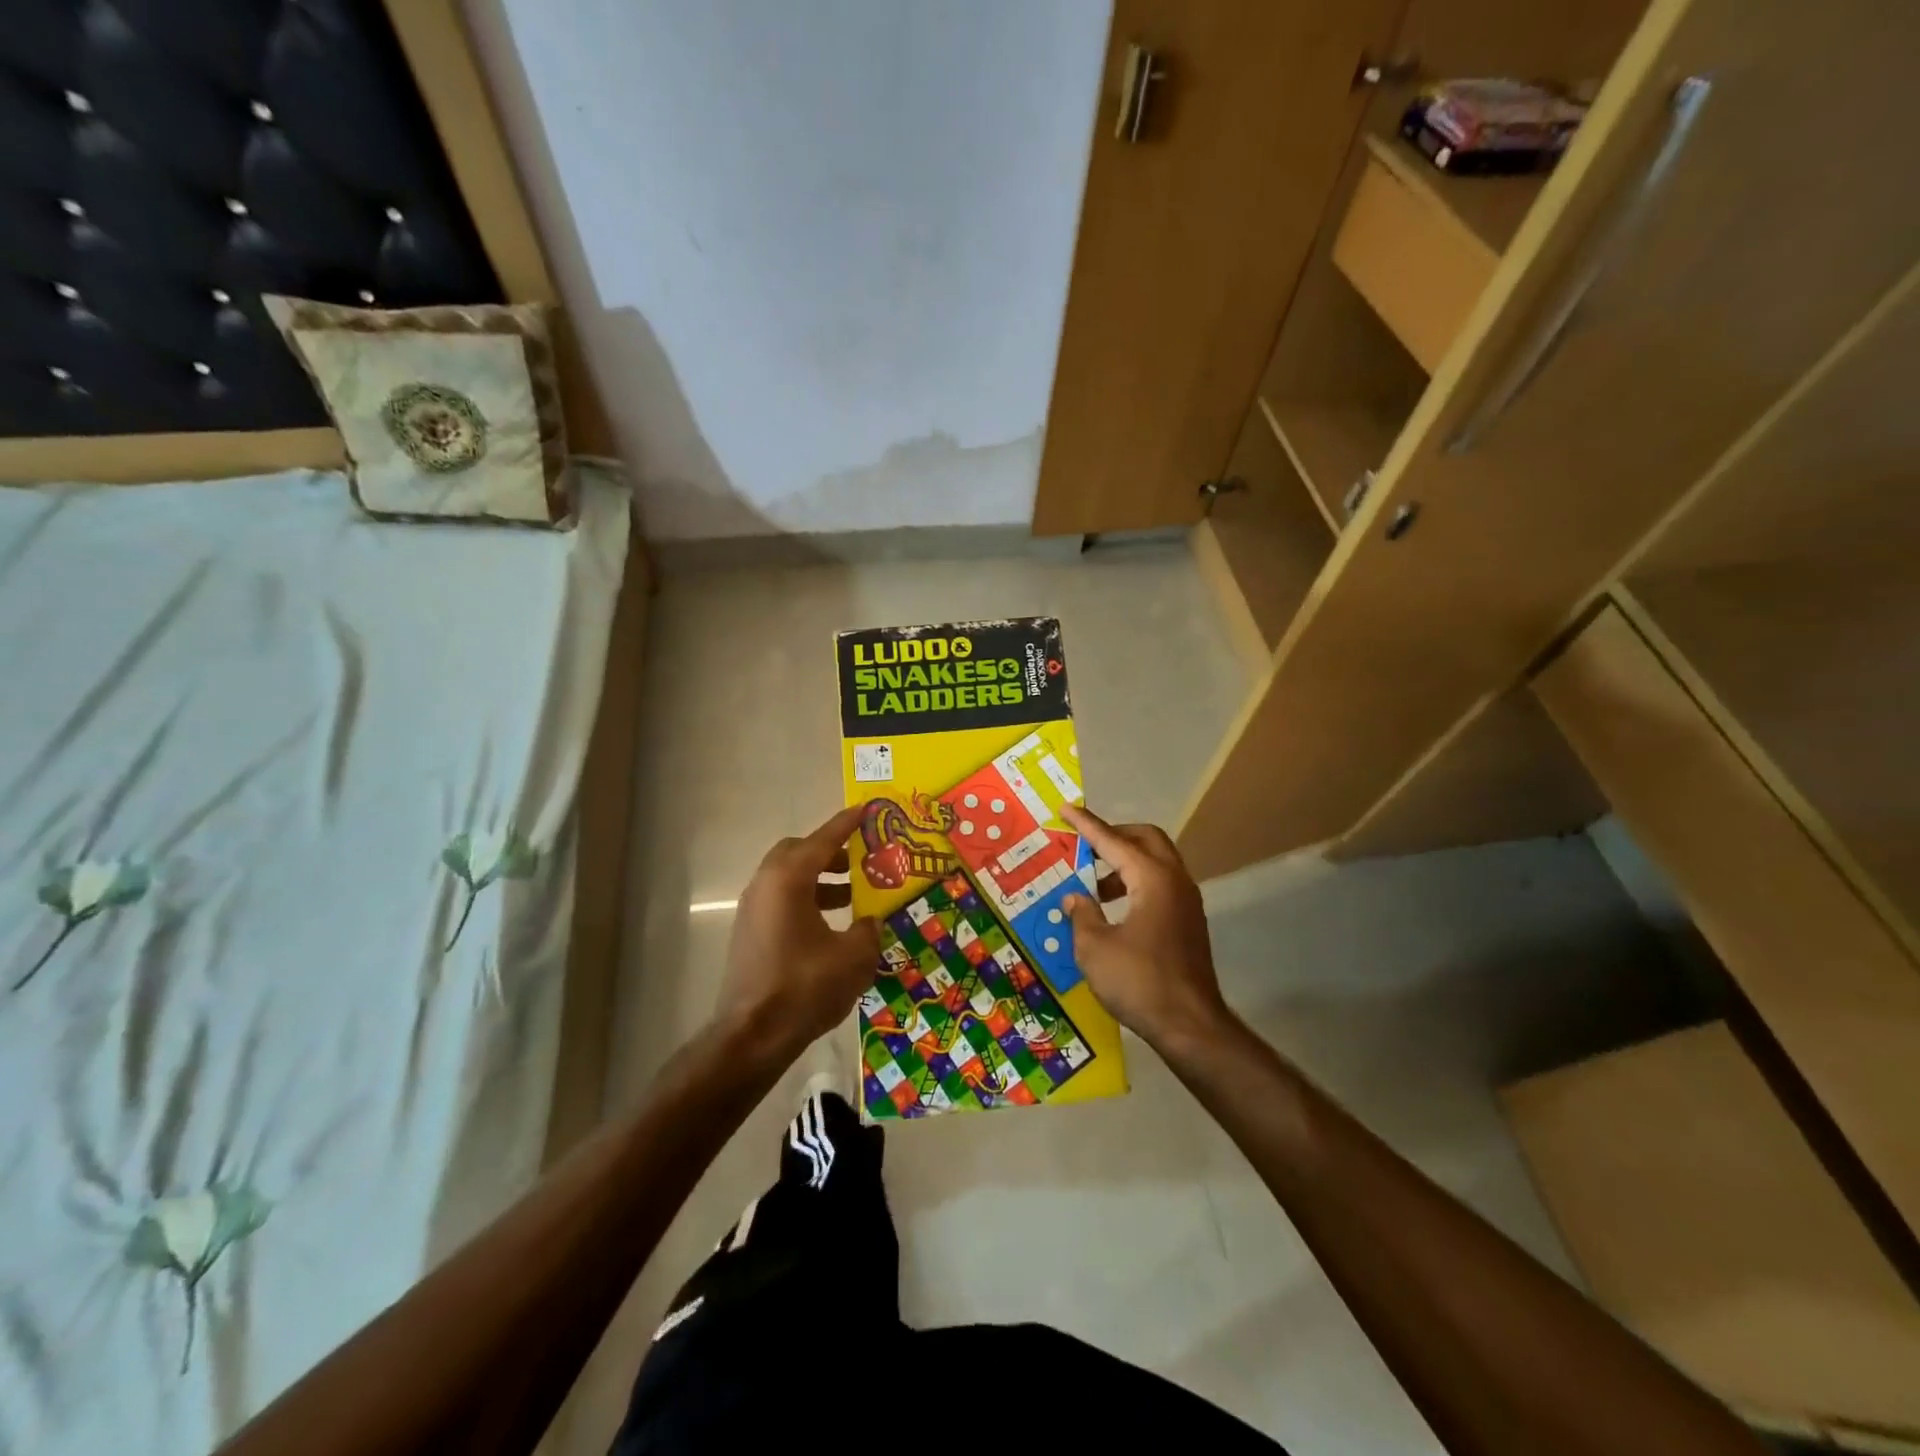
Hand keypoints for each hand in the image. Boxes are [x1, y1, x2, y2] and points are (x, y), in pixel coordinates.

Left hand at [717, 805, 879, 1058]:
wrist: (752, 1036)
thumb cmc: (805, 987)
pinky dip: (807, 900)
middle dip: (830, 851)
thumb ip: (868, 930)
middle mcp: (766, 885)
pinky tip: (831, 925)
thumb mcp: (853, 957)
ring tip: (854, 896)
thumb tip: (870, 922)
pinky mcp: (750, 933)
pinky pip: (782, 900)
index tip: (866, 809)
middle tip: (860, 860)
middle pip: (798, 852)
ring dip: (820, 879)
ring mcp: (753, 909)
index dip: (847, 824)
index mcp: (789, 879)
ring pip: (789, 878)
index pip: (823, 840)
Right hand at [1059, 804, 1231, 1051]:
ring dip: (1124, 862)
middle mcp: (1175, 880)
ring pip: (1156, 862)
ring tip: (1092, 883)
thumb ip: (1082, 914)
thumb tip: (1075, 898)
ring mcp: (1186, 901)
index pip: (1113, 841)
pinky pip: (1160, 885)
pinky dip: (1135, 883)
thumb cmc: (1139, 982)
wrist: (1190, 1026)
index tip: (1066, 809)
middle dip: (1114, 835)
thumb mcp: (1095, 948)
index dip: (1087, 825)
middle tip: (1084, 843)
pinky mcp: (1188, 922)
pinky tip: (1112, 908)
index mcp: (1153, 879)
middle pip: (1146, 839)